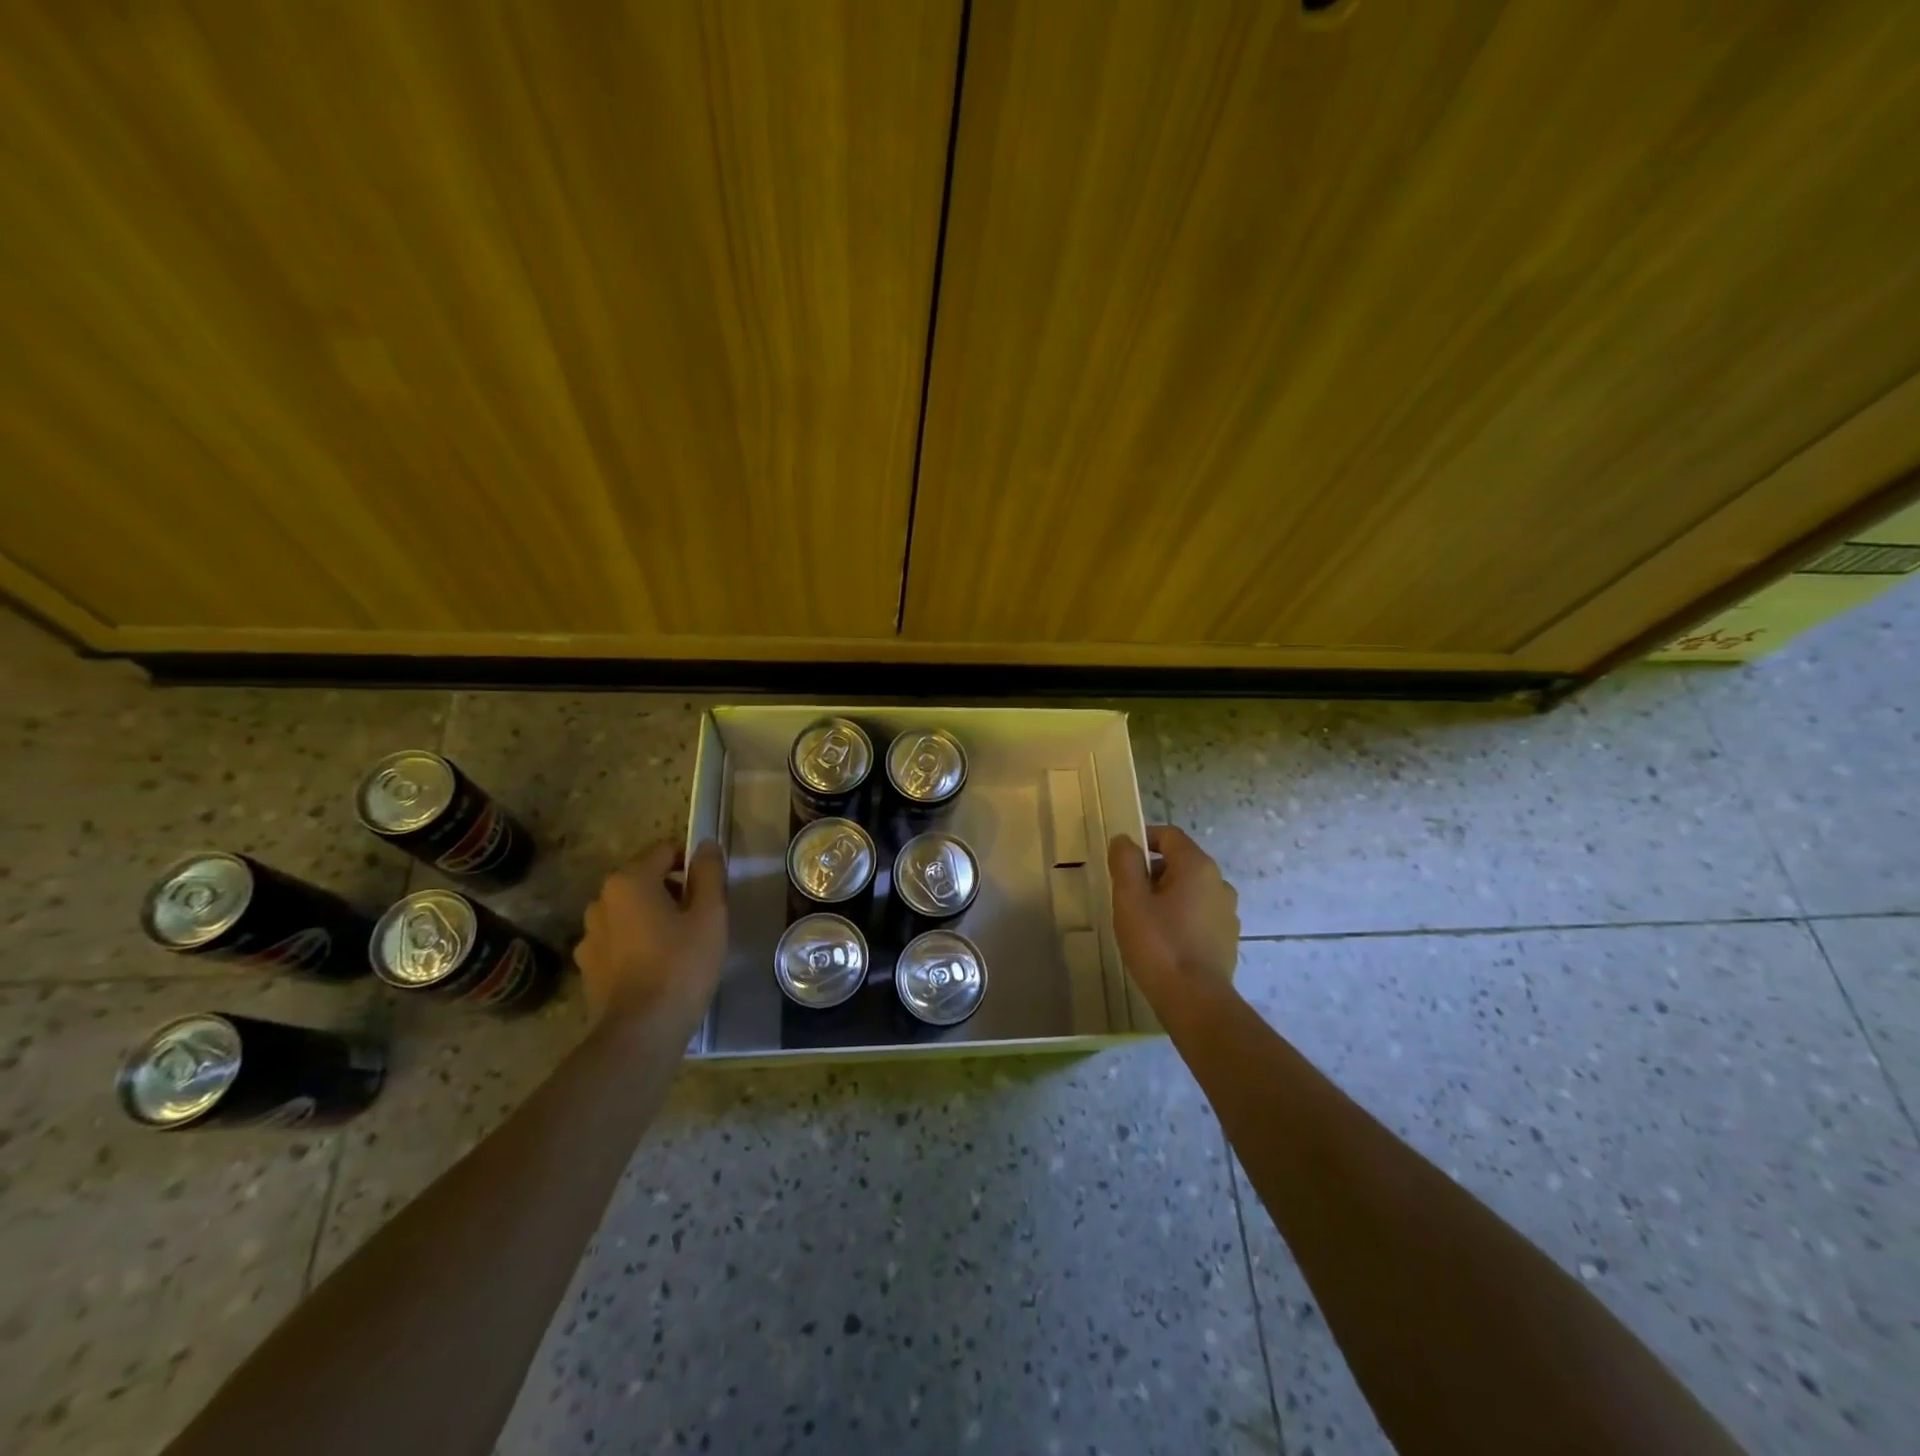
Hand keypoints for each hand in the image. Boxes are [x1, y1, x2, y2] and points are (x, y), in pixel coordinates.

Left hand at [575, 840, 726, 1026]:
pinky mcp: (588, 966)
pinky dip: (636, 943)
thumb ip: (709, 873)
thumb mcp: (710, 914)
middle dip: (672, 891)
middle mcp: (601, 901)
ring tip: (678, 945)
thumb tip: (705, 845)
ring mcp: (589, 935)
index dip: (692, 865)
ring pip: (630, 911)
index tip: (711, 890)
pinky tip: (656, 967)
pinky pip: (618, 940)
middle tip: (700, 919)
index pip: (665, 851)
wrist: (642, 1031)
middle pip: (645, 880)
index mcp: (629, 881)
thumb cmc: (682, 964)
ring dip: (652, 917)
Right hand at [1108, 826, 1239, 1008]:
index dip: (1143, 840)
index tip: (1121, 860)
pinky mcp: (1228, 938)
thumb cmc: (1158, 944)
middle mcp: (1220, 883)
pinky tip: (1164, 942)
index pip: (1169, 836)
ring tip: (1143, 921)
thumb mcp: (1130, 899)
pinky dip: (1181, 918)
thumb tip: (1124, 840)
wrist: (1195, 1001)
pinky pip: (1200, 915)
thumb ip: (1125, 862)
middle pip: (1180, 862)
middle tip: (1127, 896)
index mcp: (1198, 867)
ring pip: (1190, 890)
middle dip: (1152, 872)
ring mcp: (1228, 912)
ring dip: (1166, 897)